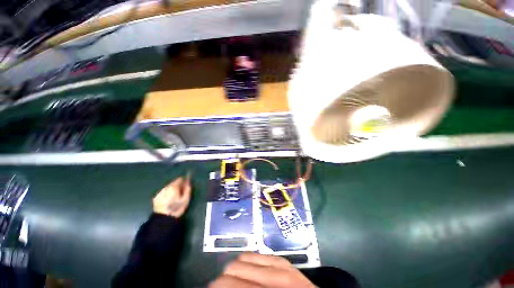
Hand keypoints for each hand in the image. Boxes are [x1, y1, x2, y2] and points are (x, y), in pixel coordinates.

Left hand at [153, 176, 190, 217]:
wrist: (163, 219)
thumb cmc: (176, 208)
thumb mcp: (186, 199)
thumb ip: (187, 189)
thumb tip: (188, 183)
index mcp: (173, 187)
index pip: (179, 179)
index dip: (183, 180)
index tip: (186, 184)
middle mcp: (166, 187)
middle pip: (173, 183)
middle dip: (177, 185)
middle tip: (181, 191)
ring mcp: (160, 192)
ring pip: (168, 187)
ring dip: (172, 189)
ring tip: (174, 196)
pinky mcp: (156, 197)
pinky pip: (163, 192)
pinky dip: (167, 193)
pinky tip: (168, 199)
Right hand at [209, 253, 315, 287]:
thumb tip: (219, 287)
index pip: (228, 284)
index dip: (215, 286)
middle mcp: (272, 275)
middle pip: (233, 268)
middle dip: (223, 279)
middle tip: (221, 287)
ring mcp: (279, 265)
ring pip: (244, 258)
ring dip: (235, 269)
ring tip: (235, 280)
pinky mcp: (283, 260)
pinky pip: (258, 255)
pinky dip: (248, 262)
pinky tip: (248, 271)